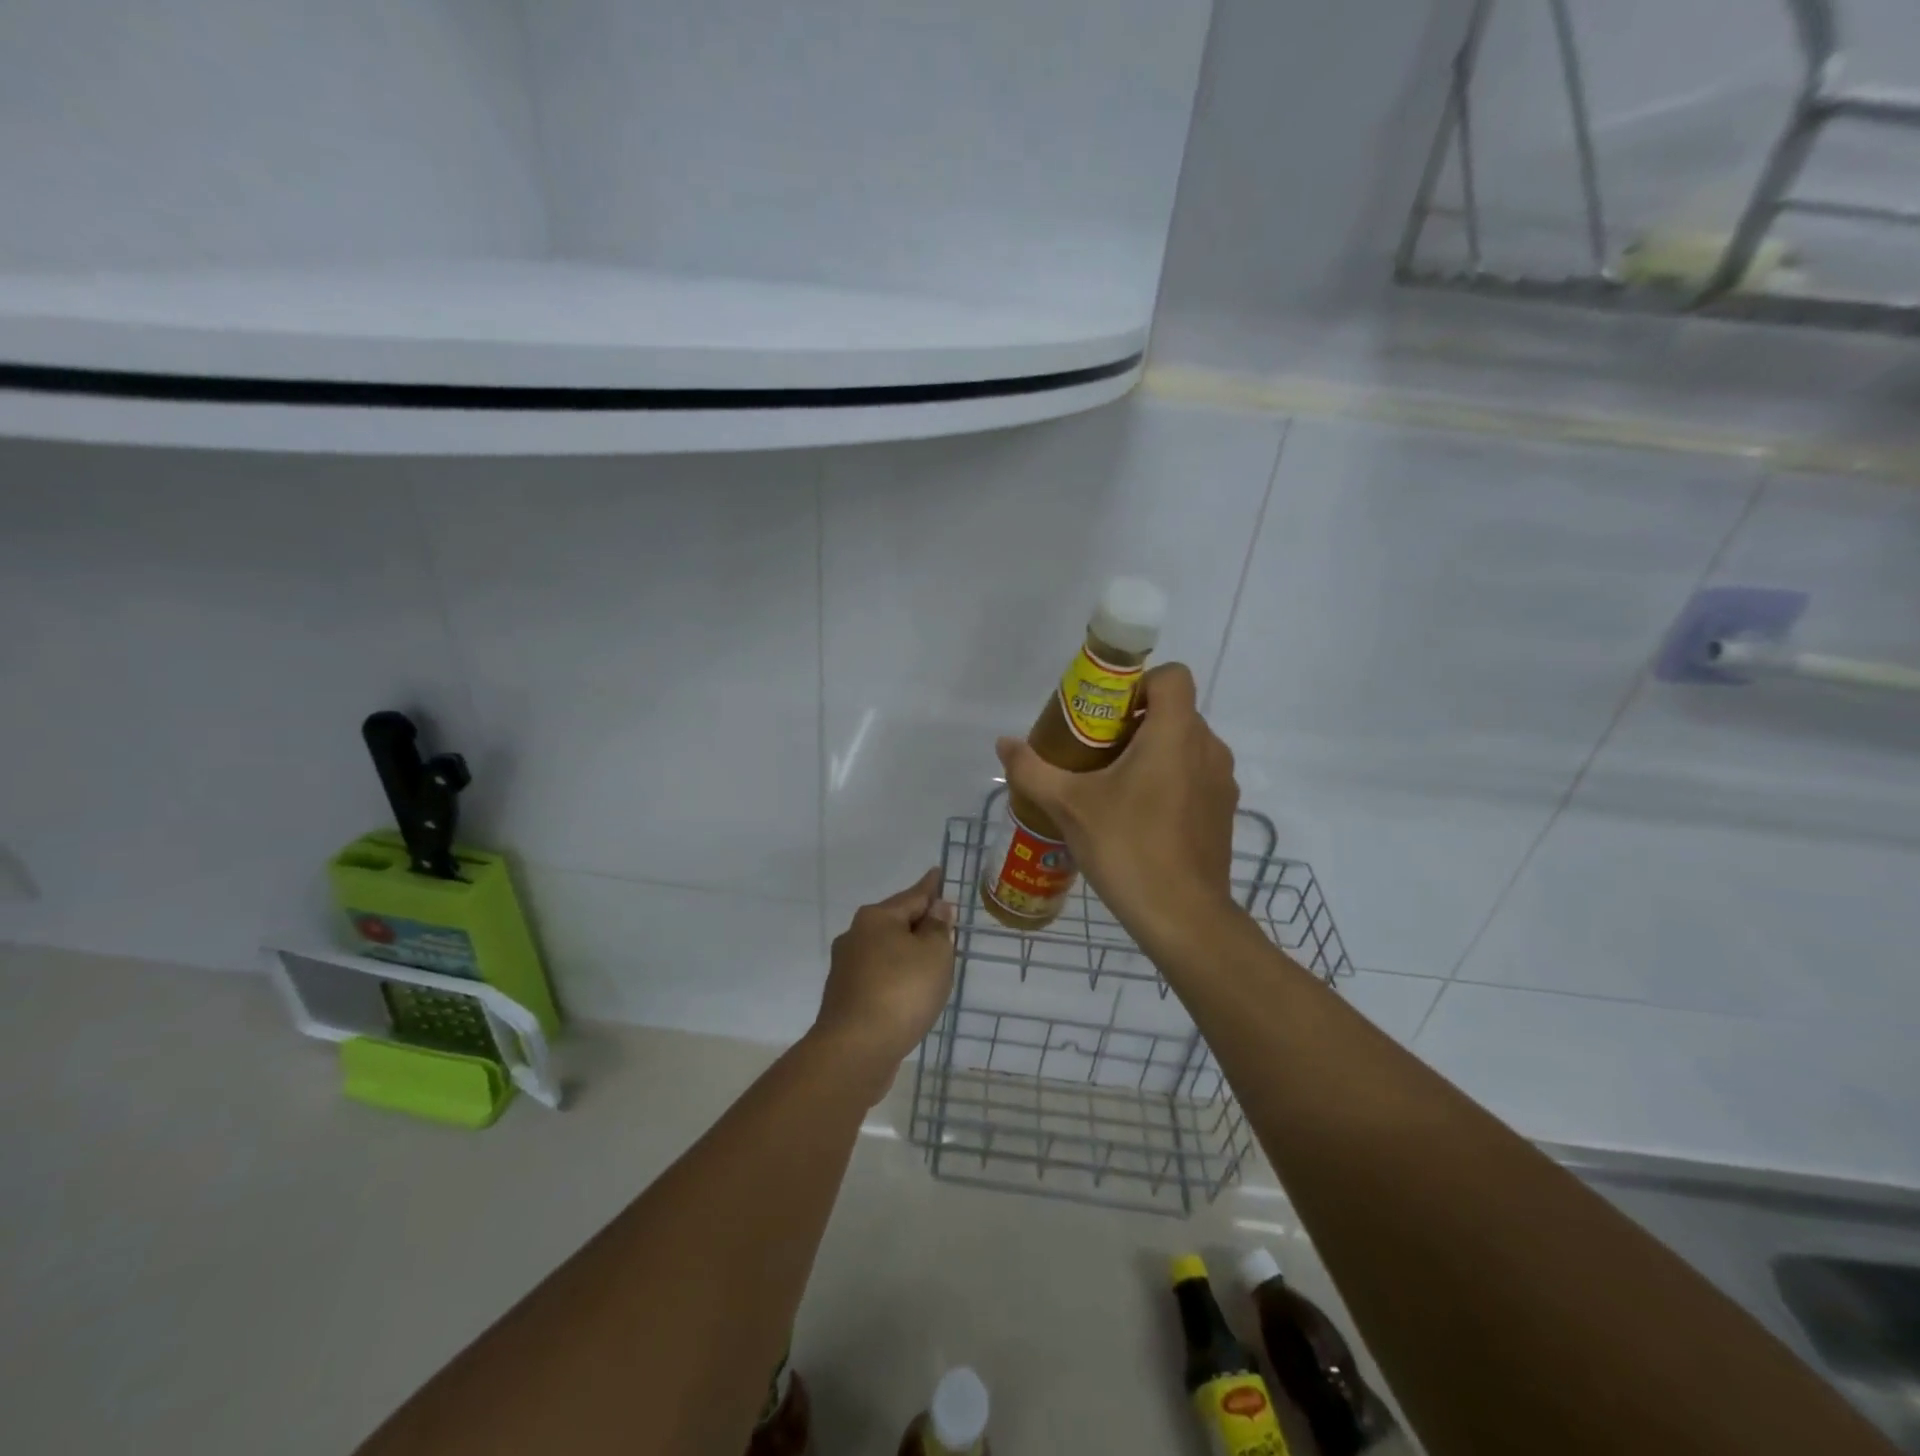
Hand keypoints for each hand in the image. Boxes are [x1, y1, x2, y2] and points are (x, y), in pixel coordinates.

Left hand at [811, 867, 955, 1096]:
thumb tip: (937, 908)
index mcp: (876, 918)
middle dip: (920, 922)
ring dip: (908, 952)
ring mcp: (846, 967)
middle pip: (896, 921)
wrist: (856, 1049)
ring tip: (933, 959)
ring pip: (886, 950)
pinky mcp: (845, 996)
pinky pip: (879, 975)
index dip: (931, 886)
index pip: (913, 895)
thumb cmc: (901, 992)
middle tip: (945, 923)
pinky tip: (910, 990)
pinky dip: (897, 976)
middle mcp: (856, 935)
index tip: (938, 873)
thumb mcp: (934, 954)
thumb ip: (938, 928)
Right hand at [996, 662, 1240, 950]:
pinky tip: (1140, 817)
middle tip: (1096, 751)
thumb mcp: (1069, 806)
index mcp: (1175, 733)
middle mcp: (1208, 748)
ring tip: (1115, 785)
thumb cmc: (1127, 847)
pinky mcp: (1224, 812)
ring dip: (1154, 752)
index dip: (1140, 683)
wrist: (1182, 916)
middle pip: (1174, 711)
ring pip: (1186, 746)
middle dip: (1136, 721)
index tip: (1107, 712)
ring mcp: (1221, 782)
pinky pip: (1196, 776)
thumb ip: (1032, 769)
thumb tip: (1004, 743)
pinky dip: (1171, 781)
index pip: (1172, 676)